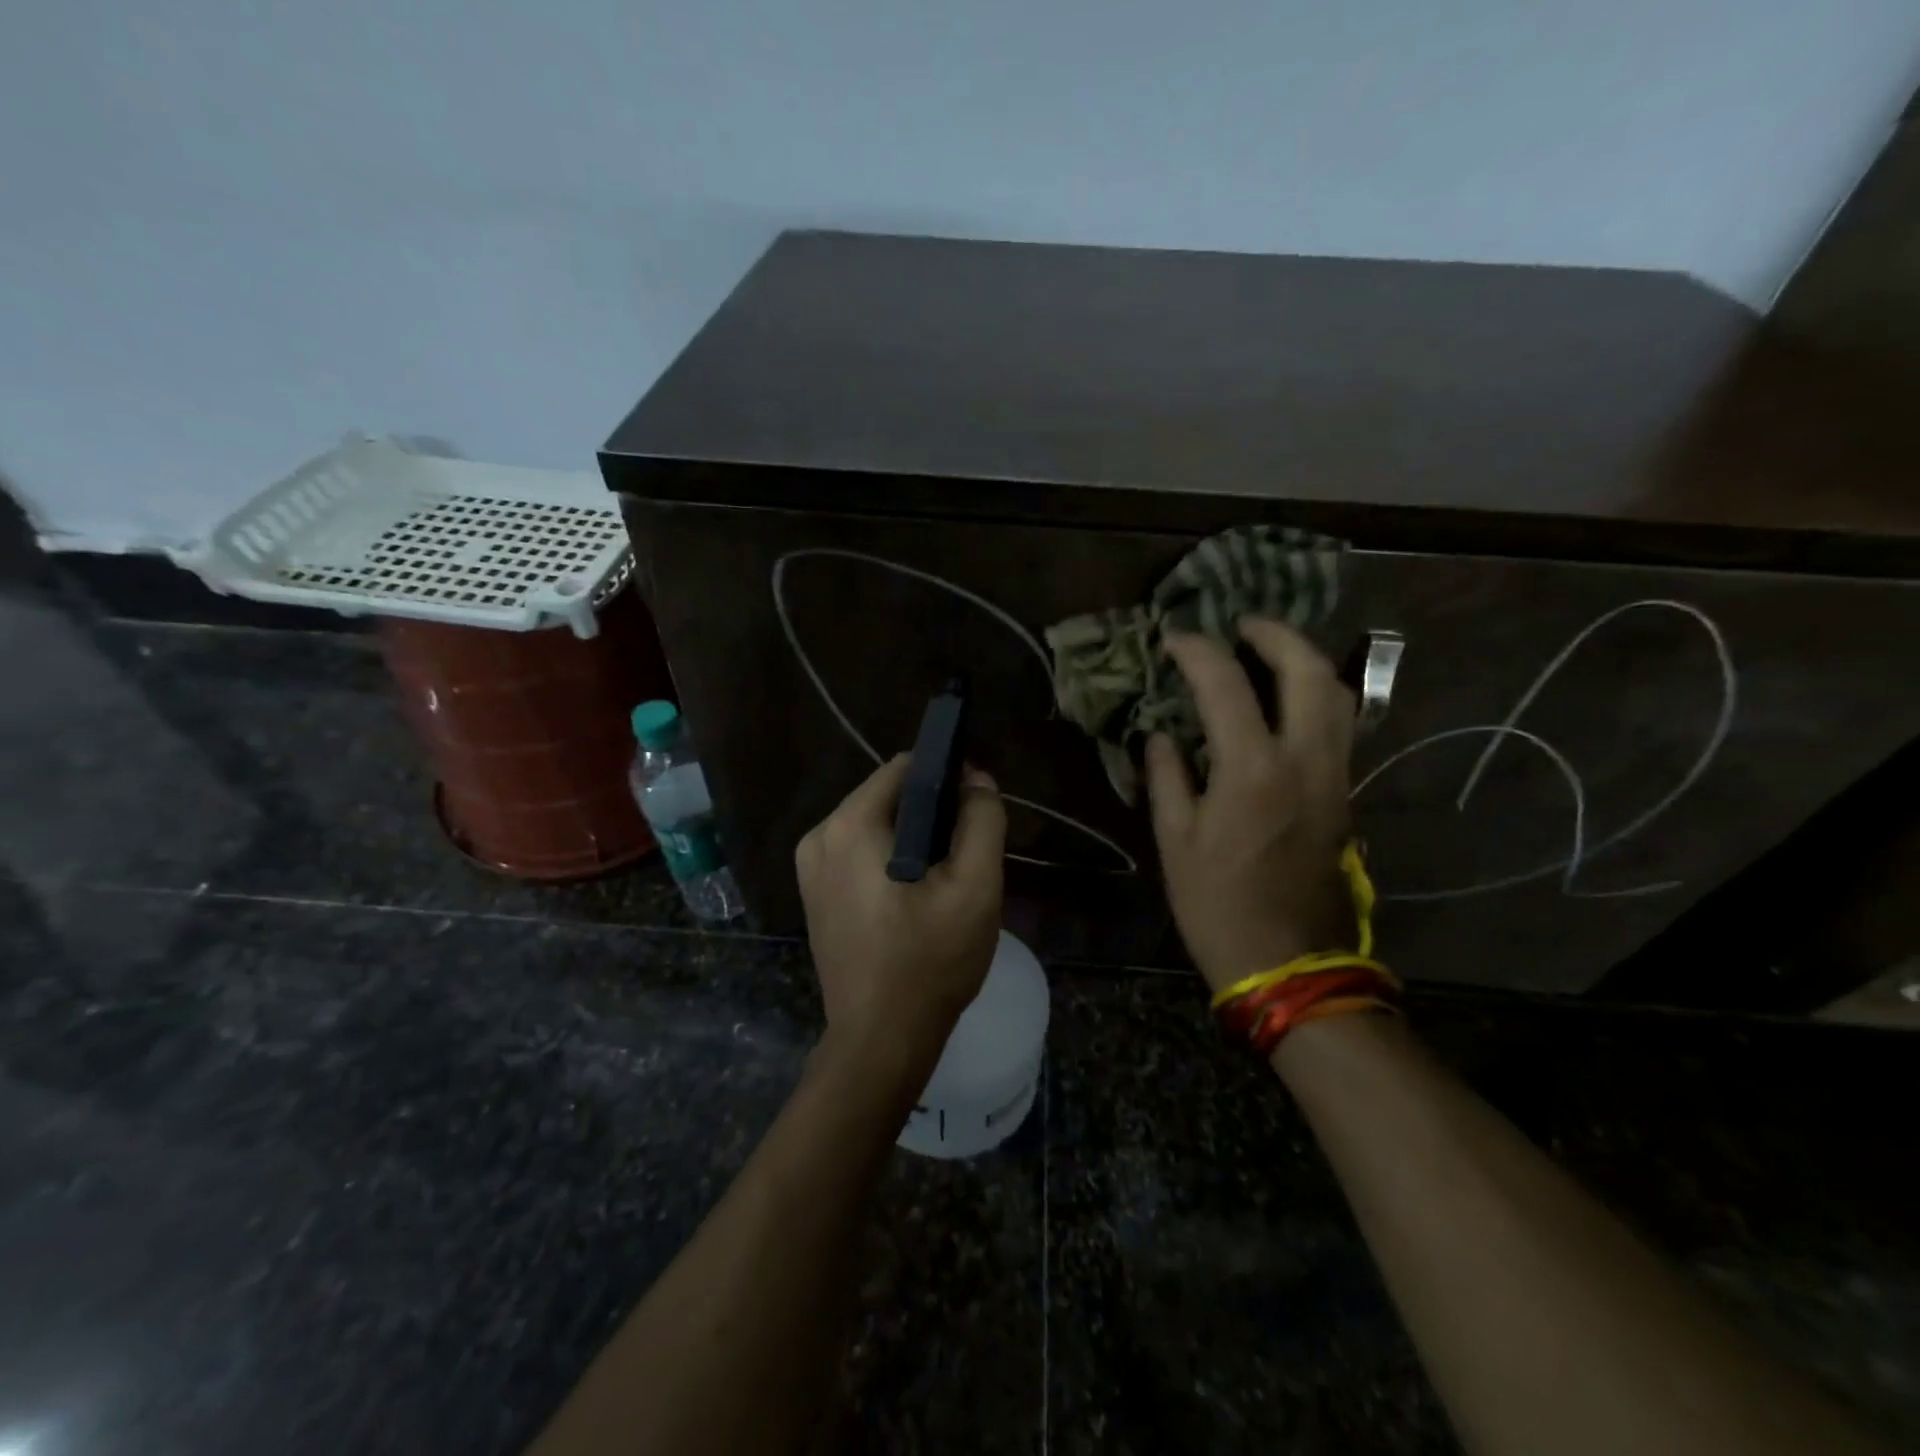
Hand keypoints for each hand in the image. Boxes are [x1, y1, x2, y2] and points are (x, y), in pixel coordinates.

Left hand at [796, 755, 1007, 1057]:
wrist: (881, 1039)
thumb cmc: (930, 960)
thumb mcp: (974, 886)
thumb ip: (982, 821)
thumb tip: (977, 780)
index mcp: (850, 825)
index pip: (905, 768)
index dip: (947, 776)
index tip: (976, 807)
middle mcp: (819, 836)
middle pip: (887, 796)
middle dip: (930, 812)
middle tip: (965, 852)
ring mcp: (810, 868)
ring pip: (874, 826)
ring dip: (912, 838)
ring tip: (944, 877)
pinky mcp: (814, 895)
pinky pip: (859, 854)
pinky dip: (889, 860)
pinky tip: (915, 896)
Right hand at [1146, 619, 1357, 992]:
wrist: (1289, 964)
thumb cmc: (1218, 905)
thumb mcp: (1175, 842)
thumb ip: (1167, 777)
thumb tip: (1161, 736)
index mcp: (1253, 770)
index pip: (1226, 685)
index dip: (1197, 652)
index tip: (1174, 638)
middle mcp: (1305, 761)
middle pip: (1309, 672)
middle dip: (1276, 635)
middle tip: (1242, 624)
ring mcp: (1334, 777)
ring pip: (1338, 696)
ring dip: (1304, 660)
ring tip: (1268, 651)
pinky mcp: (1344, 795)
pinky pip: (1339, 726)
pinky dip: (1315, 695)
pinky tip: (1285, 699)